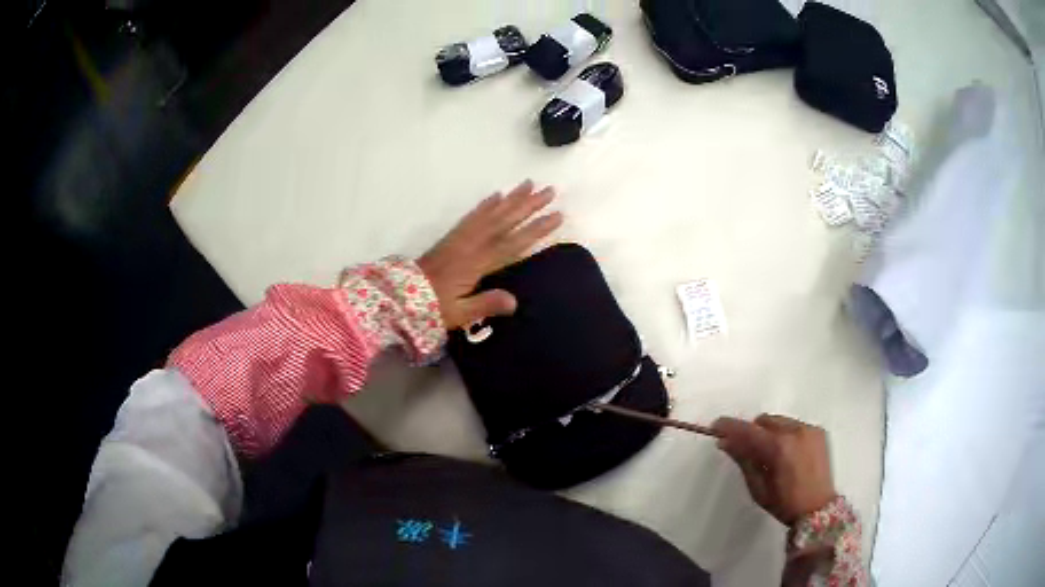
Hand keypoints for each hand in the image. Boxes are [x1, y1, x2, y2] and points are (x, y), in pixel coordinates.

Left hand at [417, 180, 562, 330]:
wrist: (399, 296)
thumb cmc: (431, 307)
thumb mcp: (459, 314)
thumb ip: (485, 305)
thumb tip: (515, 301)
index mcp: (476, 263)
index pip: (512, 243)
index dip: (536, 229)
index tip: (557, 216)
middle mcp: (471, 244)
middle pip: (504, 220)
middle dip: (528, 205)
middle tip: (549, 191)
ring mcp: (460, 238)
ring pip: (490, 213)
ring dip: (511, 198)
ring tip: (529, 185)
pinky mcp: (452, 237)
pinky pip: (472, 216)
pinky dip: (485, 204)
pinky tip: (496, 196)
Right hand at [711, 414, 836, 524]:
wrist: (819, 509)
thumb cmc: (784, 504)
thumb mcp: (758, 488)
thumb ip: (743, 460)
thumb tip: (725, 442)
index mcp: (778, 448)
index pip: (748, 430)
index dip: (729, 427)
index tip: (715, 427)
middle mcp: (795, 431)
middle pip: (764, 421)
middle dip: (751, 431)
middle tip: (744, 446)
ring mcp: (809, 429)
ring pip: (779, 421)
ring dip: (769, 431)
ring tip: (768, 452)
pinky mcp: (818, 431)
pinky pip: (795, 425)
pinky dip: (786, 434)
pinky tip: (787, 453)